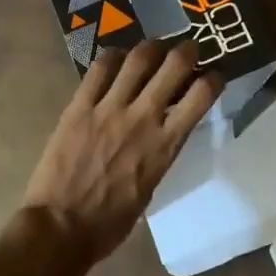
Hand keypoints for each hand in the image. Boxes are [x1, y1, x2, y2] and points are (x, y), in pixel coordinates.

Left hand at [18, 39, 220, 269]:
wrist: (61, 227)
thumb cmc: (110, 222)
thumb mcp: (150, 188)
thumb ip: (160, 155)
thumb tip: (162, 136)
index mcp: (166, 145)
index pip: (202, 95)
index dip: (214, 78)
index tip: (214, 76)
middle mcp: (143, 118)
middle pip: (174, 65)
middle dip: (187, 50)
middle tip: (188, 49)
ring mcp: (109, 108)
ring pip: (138, 58)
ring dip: (152, 47)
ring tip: (153, 49)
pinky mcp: (79, 106)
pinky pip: (99, 69)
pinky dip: (113, 57)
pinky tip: (117, 59)